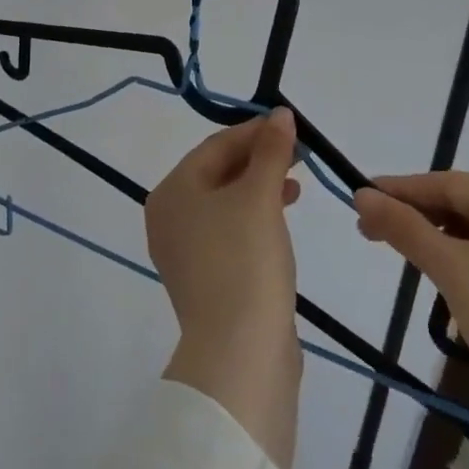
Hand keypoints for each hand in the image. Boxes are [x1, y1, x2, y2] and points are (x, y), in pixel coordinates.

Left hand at [146, 109, 303, 468]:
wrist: (239, 353)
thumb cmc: (245, 260)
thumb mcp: (261, 197)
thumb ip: (271, 152)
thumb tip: (280, 114)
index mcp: (172, 191)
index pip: (215, 146)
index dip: (254, 132)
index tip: (291, 126)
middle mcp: (169, 216)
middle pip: (217, 172)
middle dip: (258, 159)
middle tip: (299, 154)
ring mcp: (184, 251)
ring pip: (225, 203)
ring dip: (260, 188)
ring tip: (296, 185)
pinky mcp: (205, 278)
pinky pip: (229, 232)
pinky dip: (254, 218)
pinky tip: (281, 219)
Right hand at [353, 171, 468, 424]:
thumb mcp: (450, 269)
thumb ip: (404, 227)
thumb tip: (361, 195)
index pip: (449, 184)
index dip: (400, 191)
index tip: (360, 199)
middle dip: (421, 220)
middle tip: (374, 235)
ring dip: (446, 244)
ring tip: (412, 262)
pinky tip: (456, 285)